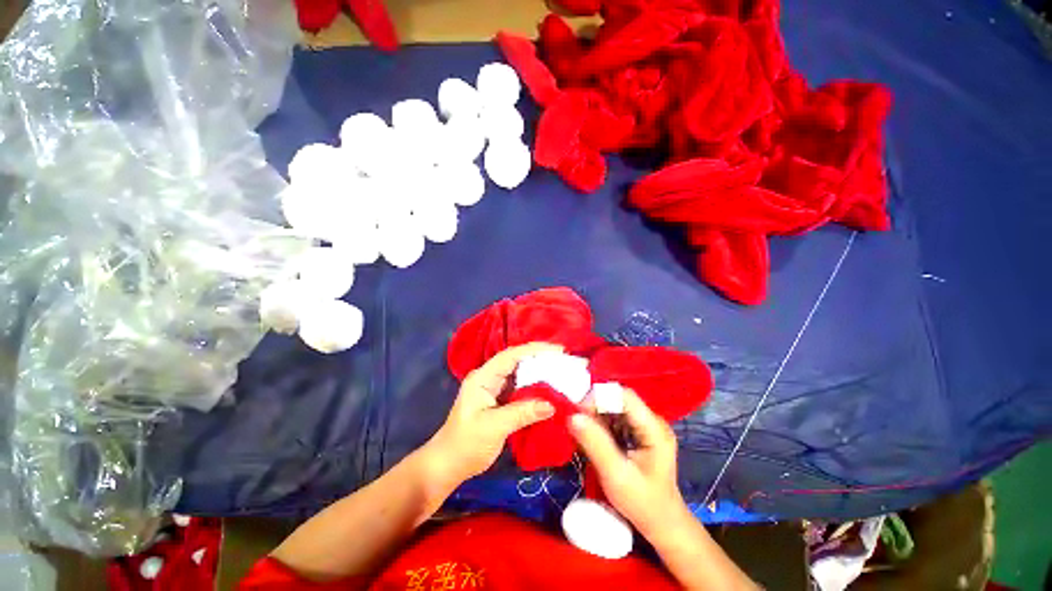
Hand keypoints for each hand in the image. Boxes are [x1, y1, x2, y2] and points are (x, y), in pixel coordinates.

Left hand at [425, 342, 563, 488]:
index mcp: (483, 377)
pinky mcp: (499, 401)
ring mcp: (494, 389)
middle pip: (517, 361)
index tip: (558, 350)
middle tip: (564, 361)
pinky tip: (549, 390)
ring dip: (539, 373)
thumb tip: (552, 404)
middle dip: (540, 359)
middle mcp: (489, 377)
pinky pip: (520, 389)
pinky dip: (535, 388)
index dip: (534, 349)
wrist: (448, 465)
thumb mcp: (494, 426)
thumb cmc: (466, 444)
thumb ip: (522, 412)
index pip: (511, 355)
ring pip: (520, 375)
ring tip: (561, 372)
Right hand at [568, 388, 688, 538]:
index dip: (600, 398)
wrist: (662, 524)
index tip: (578, 413)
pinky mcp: (639, 432)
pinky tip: (593, 439)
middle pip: (618, 400)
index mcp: (654, 429)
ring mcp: (646, 426)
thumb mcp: (616, 476)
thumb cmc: (642, 503)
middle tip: (577, 425)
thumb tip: (573, 416)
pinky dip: (601, 425)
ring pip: (615, 408)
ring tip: (584, 435)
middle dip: (595, 408)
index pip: (625, 396)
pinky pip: (616, 418)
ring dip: (596, 416)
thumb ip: (595, 444)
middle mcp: (652, 421)